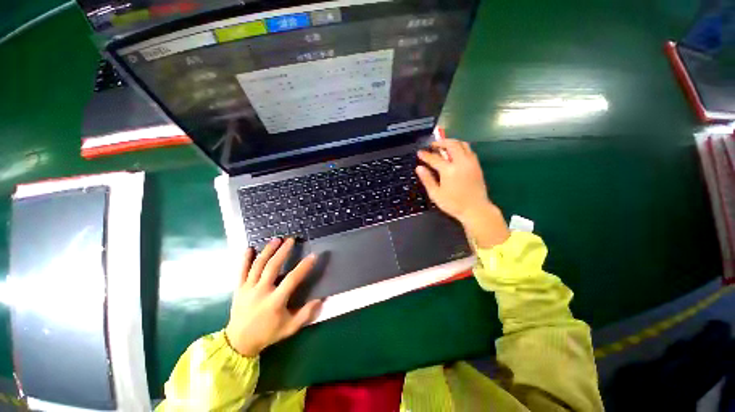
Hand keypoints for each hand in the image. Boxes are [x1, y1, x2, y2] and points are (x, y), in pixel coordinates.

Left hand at [225, 238, 322, 356]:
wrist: (238, 342)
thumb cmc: (267, 333)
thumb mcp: (290, 328)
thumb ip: (306, 314)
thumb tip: (321, 299)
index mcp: (275, 301)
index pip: (292, 280)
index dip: (304, 267)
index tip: (313, 256)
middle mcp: (261, 291)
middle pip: (272, 266)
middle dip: (283, 251)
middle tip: (291, 240)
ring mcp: (248, 289)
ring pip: (258, 265)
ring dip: (268, 251)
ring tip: (276, 240)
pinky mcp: (239, 289)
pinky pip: (241, 271)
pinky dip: (245, 259)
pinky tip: (249, 248)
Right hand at [416, 139, 509, 247]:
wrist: (476, 209)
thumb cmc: (453, 204)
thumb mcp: (436, 194)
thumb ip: (427, 179)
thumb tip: (419, 168)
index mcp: (449, 170)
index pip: (435, 158)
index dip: (425, 155)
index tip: (419, 152)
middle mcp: (461, 162)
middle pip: (451, 145)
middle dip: (441, 142)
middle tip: (433, 145)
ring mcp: (471, 162)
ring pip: (462, 144)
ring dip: (452, 142)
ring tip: (444, 146)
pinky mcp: (477, 165)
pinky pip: (469, 150)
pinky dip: (460, 147)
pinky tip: (455, 153)